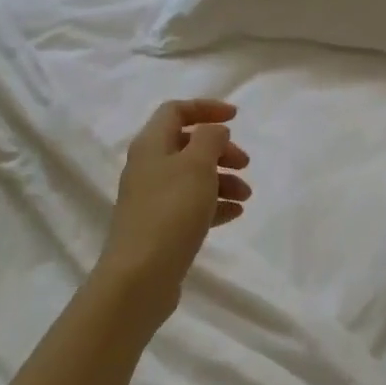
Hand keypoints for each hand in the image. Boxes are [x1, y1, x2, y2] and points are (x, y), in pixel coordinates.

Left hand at [99, 100, 250, 313]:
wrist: (139, 277)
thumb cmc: (171, 211)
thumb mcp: (197, 165)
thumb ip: (210, 139)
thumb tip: (213, 131)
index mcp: (151, 145)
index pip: (176, 110)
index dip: (206, 108)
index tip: (236, 117)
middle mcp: (147, 167)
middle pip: (187, 145)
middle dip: (220, 150)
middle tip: (245, 163)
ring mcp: (152, 199)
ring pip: (192, 177)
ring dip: (222, 179)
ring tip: (246, 196)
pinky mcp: (159, 227)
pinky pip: (190, 205)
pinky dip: (213, 204)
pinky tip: (234, 214)